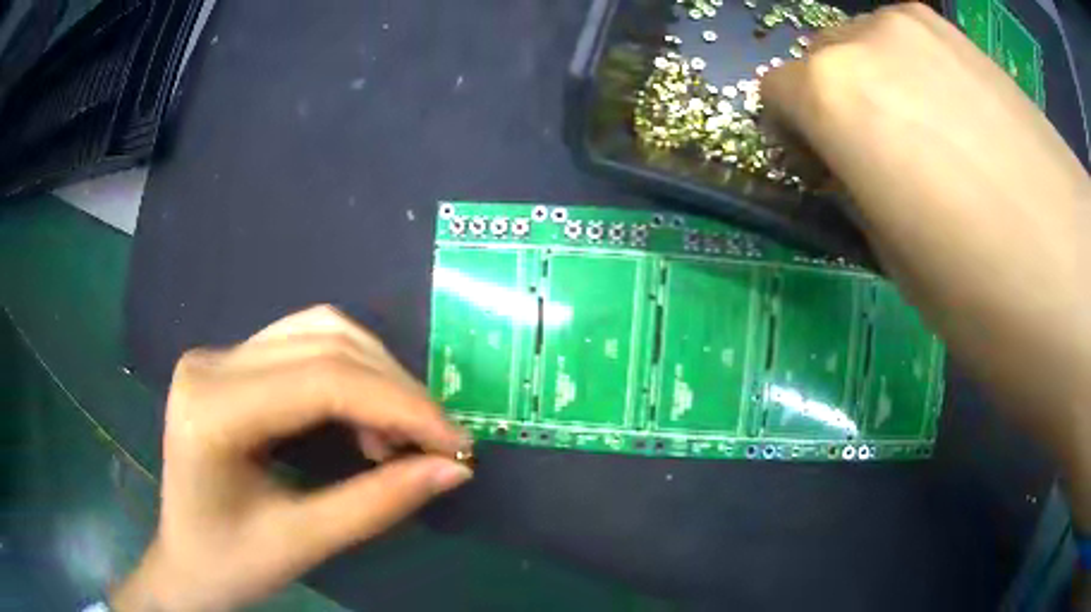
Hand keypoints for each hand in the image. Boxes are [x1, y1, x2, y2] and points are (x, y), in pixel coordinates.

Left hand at [111, 306, 471, 611]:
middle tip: (437, 442)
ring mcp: (217, 356)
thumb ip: (378, 503)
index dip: (400, 406)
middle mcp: (210, 364)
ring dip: (376, 375)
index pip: (321, 381)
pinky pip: (304, 344)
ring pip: (319, 330)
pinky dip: (351, 372)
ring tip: (399, 435)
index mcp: (211, 412)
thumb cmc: (231, 564)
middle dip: (396, 390)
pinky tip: (363, 416)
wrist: (184, 559)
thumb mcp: (304, 544)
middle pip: (324, 344)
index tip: (455, 443)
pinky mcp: (230, 363)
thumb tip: (454, 468)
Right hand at [763, 4, 1090, 521]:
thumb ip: (855, 190)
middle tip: (881, 167)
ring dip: (879, 90)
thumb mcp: (892, 259)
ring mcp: (921, 27)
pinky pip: (913, 49)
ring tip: (929, 150)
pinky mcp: (964, 38)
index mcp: (834, 93)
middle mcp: (868, 38)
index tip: (829, 177)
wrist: (1077, 278)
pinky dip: (917, 79)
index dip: (798, 140)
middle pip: (821, 60)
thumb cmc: (981, 294)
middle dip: (835, 106)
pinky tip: (959, 130)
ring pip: (868, 47)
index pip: (777, 96)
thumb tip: (850, 168)